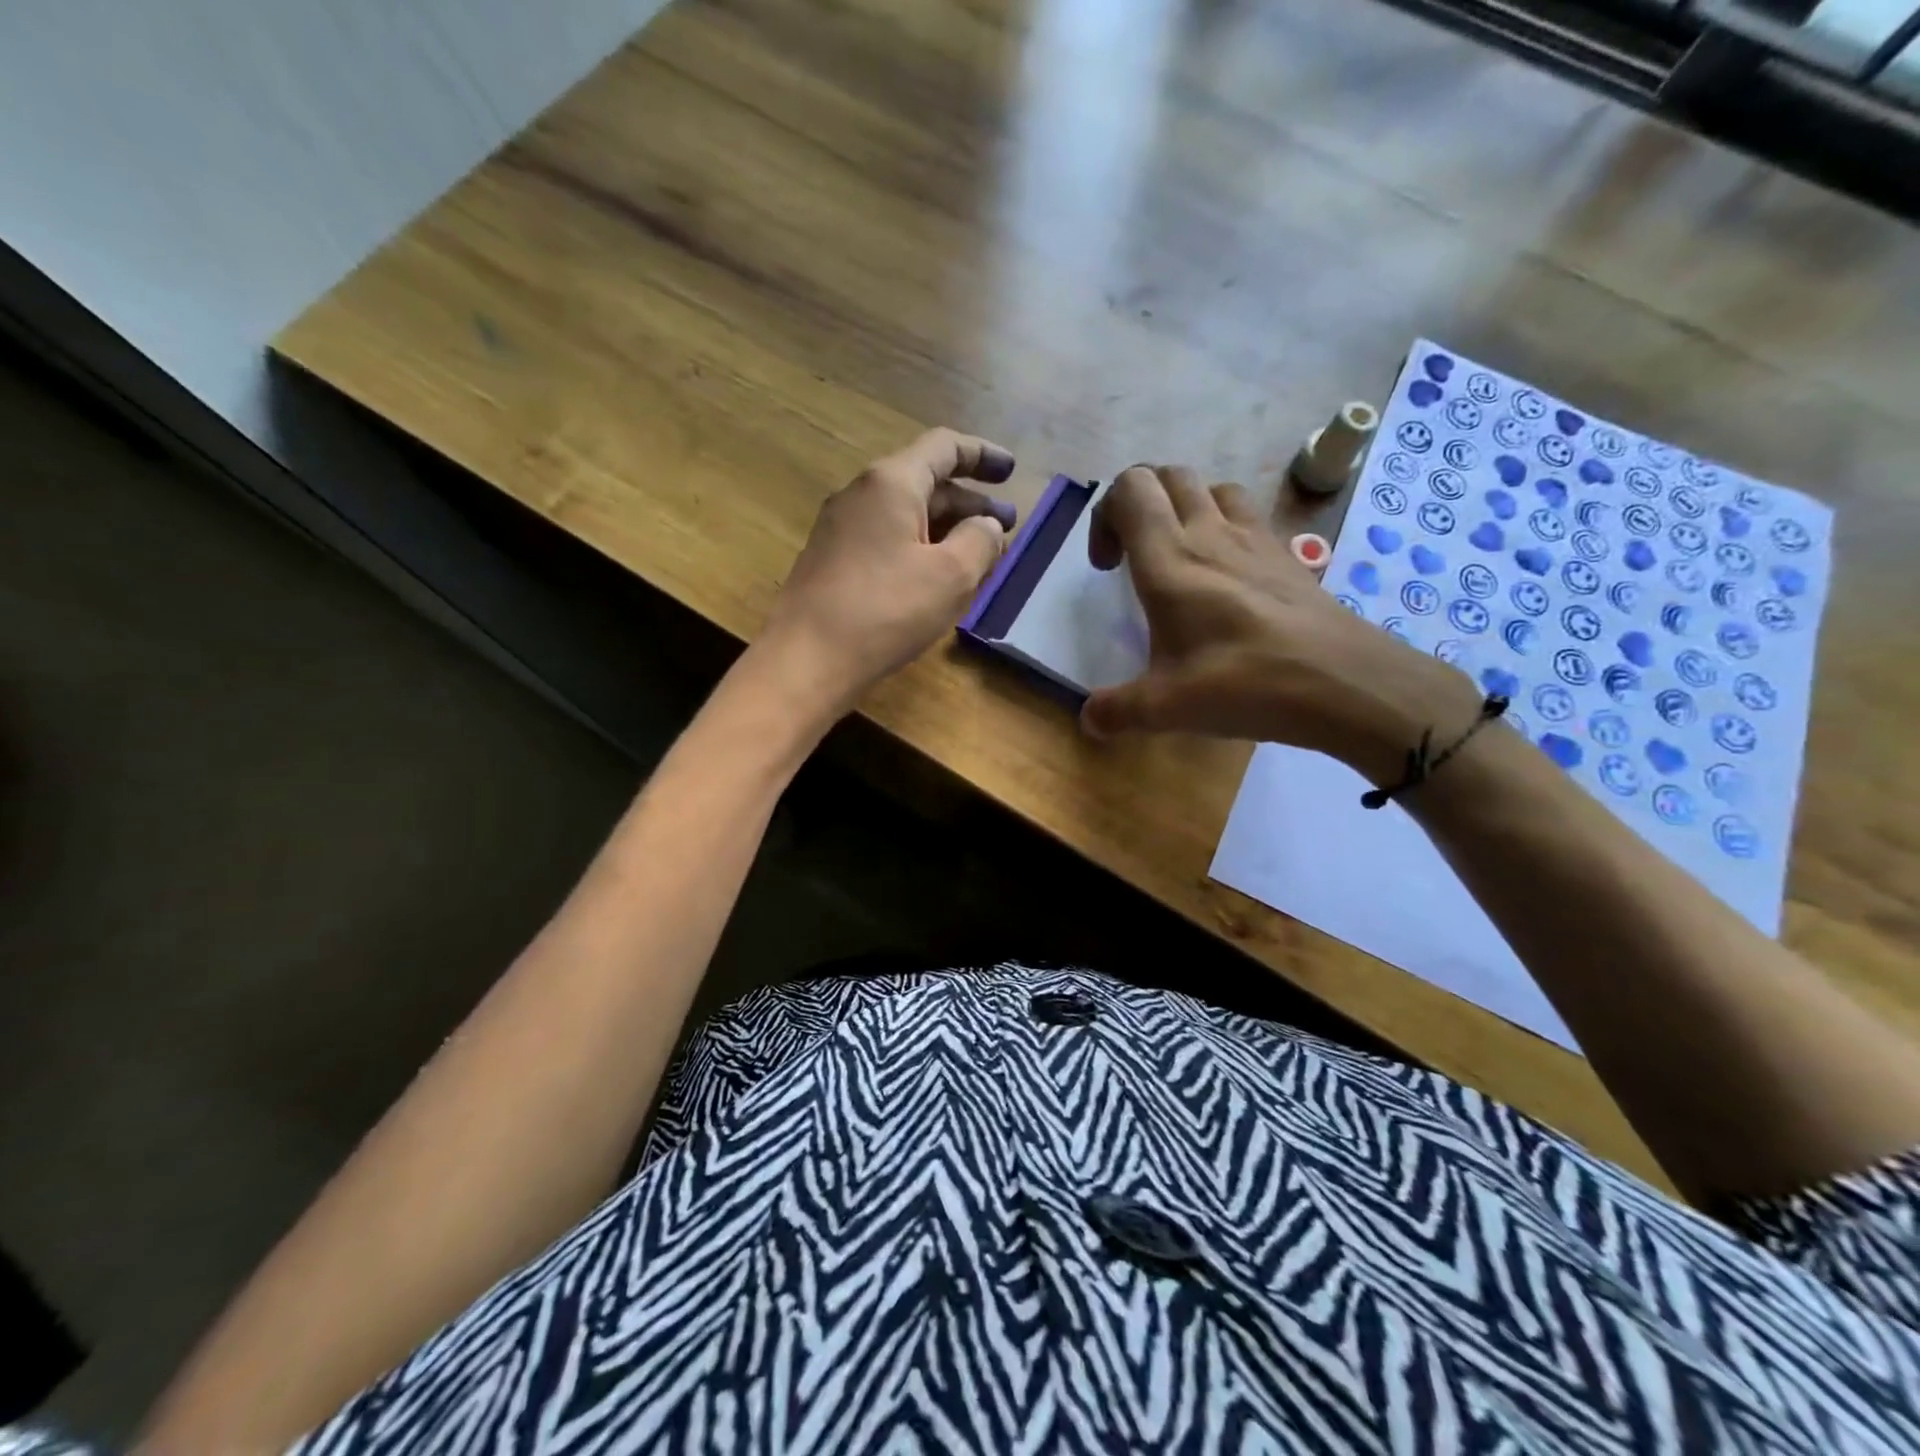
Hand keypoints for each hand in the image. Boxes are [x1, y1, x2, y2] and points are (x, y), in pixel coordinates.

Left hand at [758, 428, 1018, 717]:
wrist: (806, 659)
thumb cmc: (885, 611)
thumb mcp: (950, 576)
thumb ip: (980, 542)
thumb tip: (987, 526)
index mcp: (891, 482)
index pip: (944, 447)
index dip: (982, 454)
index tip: (1011, 471)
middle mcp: (861, 495)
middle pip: (925, 482)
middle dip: (970, 503)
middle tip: (1007, 526)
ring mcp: (841, 529)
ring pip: (906, 516)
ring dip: (947, 529)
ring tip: (980, 556)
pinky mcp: (833, 562)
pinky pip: (887, 540)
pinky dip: (921, 548)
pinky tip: (937, 579)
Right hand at [1081, 465, 1479, 783]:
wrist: (1345, 682)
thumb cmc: (1246, 683)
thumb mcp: (1167, 707)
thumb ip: (1117, 710)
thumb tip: (1089, 720)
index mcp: (1170, 560)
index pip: (1129, 490)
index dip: (1105, 515)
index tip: (1107, 568)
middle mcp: (1210, 534)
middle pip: (1167, 476)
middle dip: (1139, 504)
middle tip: (1134, 557)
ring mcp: (1255, 539)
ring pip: (1211, 487)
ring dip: (1185, 509)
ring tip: (1181, 559)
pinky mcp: (1287, 555)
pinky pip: (1248, 515)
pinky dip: (1226, 527)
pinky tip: (1229, 578)